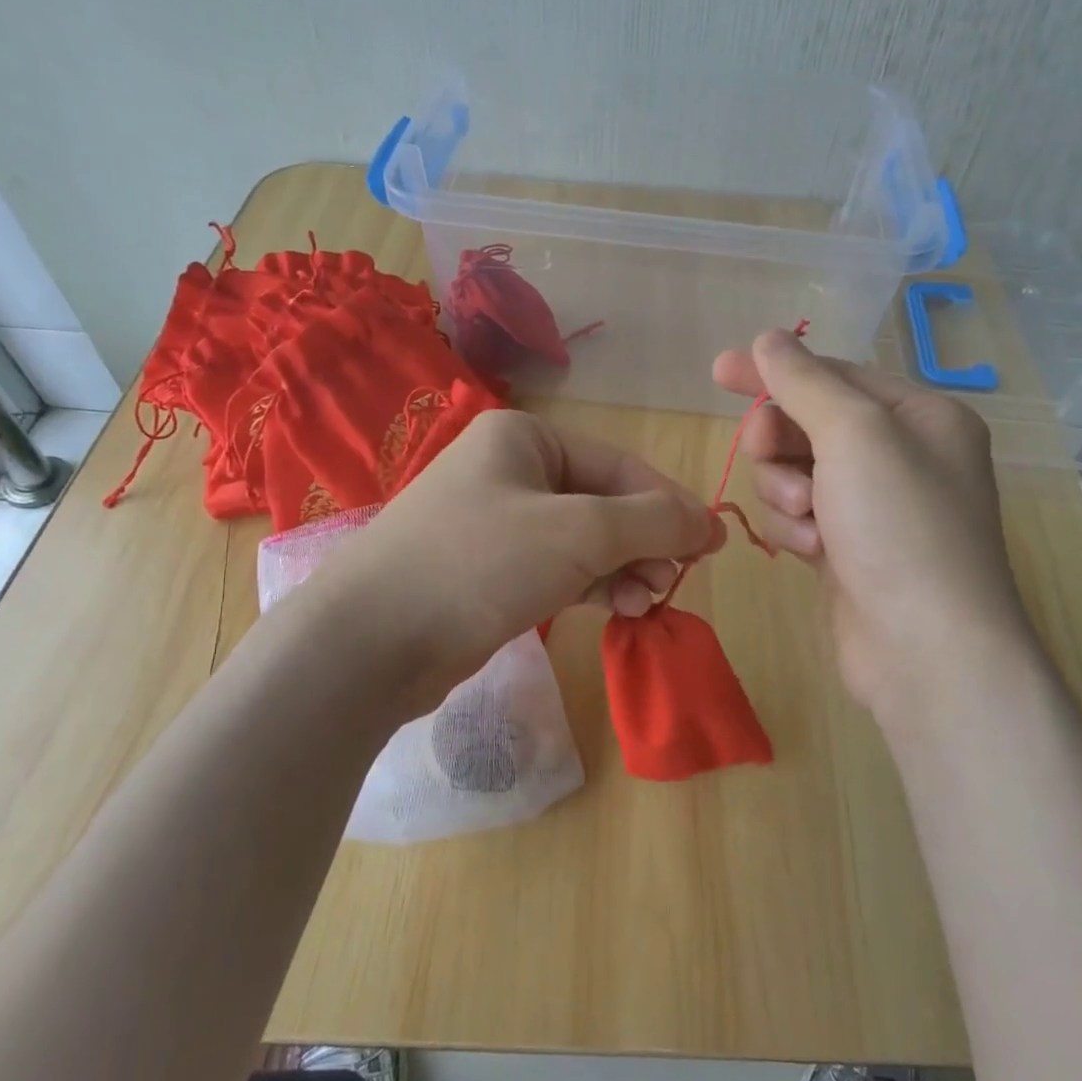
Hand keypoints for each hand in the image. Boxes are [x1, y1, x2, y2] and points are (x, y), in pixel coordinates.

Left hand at [311, 410, 724, 702]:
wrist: (371, 642)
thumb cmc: (481, 563)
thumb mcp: (580, 532)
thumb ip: (653, 522)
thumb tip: (709, 523)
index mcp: (526, 438)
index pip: (622, 466)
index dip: (671, 505)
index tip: (710, 546)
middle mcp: (511, 470)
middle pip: (605, 502)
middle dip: (644, 544)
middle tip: (672, 583)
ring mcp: (498, 522)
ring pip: (585, 540)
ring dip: (623, 569)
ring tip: (647, 603)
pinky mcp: (491, 571)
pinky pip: (559, 569)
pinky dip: (593, 586)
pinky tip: (619, 609)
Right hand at [711, 328, 1034, 720]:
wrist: (926, 649)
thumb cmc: (899, 525)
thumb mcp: (854, 434)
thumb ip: (804, 382)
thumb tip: (768, 338)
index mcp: (919, 416)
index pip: (834, 375)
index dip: (774, 371)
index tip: (718, 370)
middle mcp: (901, 456)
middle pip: (809, 424)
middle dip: (780, 441)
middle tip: (764, 452)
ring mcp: (874, 508)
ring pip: (795, 473)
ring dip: (786, 491)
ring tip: (806, 518)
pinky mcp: (848, 551)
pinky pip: (800, 517)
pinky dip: (796, 529)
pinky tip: (813, 552)